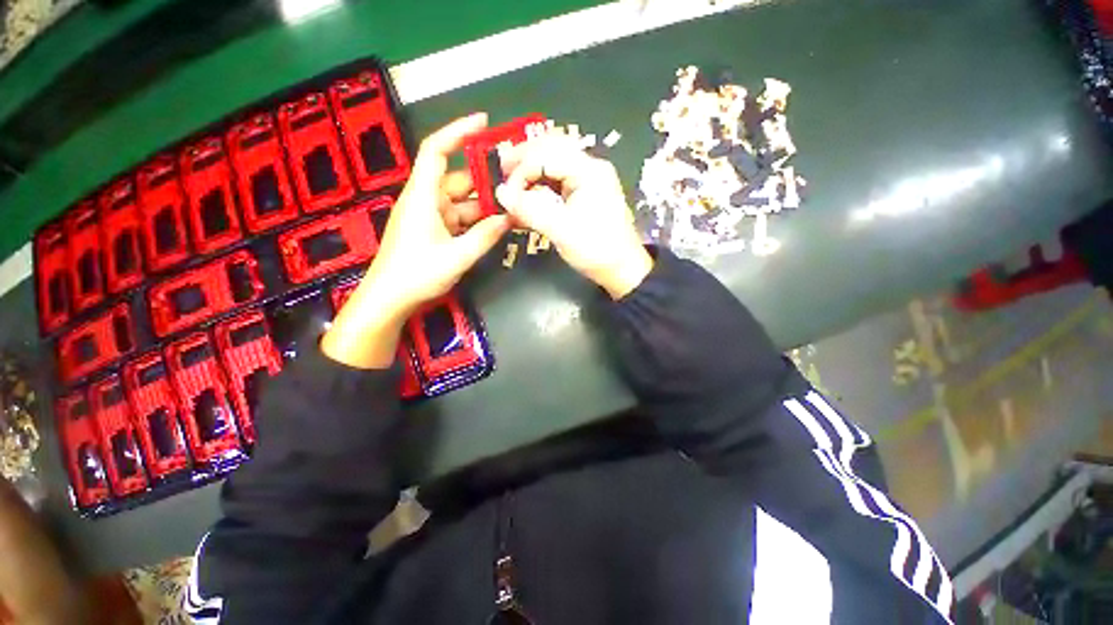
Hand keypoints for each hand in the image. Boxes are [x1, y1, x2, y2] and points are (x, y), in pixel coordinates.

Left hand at [322, 113, 511, 367]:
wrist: (389, 299)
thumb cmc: (417, 275)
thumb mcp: (457, 257)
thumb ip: (485, 237)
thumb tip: (509, 218)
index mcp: (423, 196)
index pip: (437, 150)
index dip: (458, 131)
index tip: (484, 123)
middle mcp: (425, 200)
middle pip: (457, 179)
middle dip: (485, 180)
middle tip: (515, 183)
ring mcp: (429, 217)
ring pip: (461, 202)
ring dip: (484, 206)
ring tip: (512, 210)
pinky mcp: (433, 231)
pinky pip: (459, 219)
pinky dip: (476, 221)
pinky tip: (495, 228)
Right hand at [496, 136, 652, 298]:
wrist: (622, 269)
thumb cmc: (596, 250)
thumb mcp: (562, 231)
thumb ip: (531, 210)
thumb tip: (501, 193)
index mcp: (589, 171)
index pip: (546, 155)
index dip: (521, 171)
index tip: (506, 193)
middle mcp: (590, 168)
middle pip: (552, 148)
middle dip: (524, 158)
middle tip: (501, 171)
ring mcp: (590, 179)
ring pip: (555, 161)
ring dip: (532, 169)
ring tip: (512, 181)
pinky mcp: (587, 193)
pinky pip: (560, 178)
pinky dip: (542, 183)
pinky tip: (530, 193)